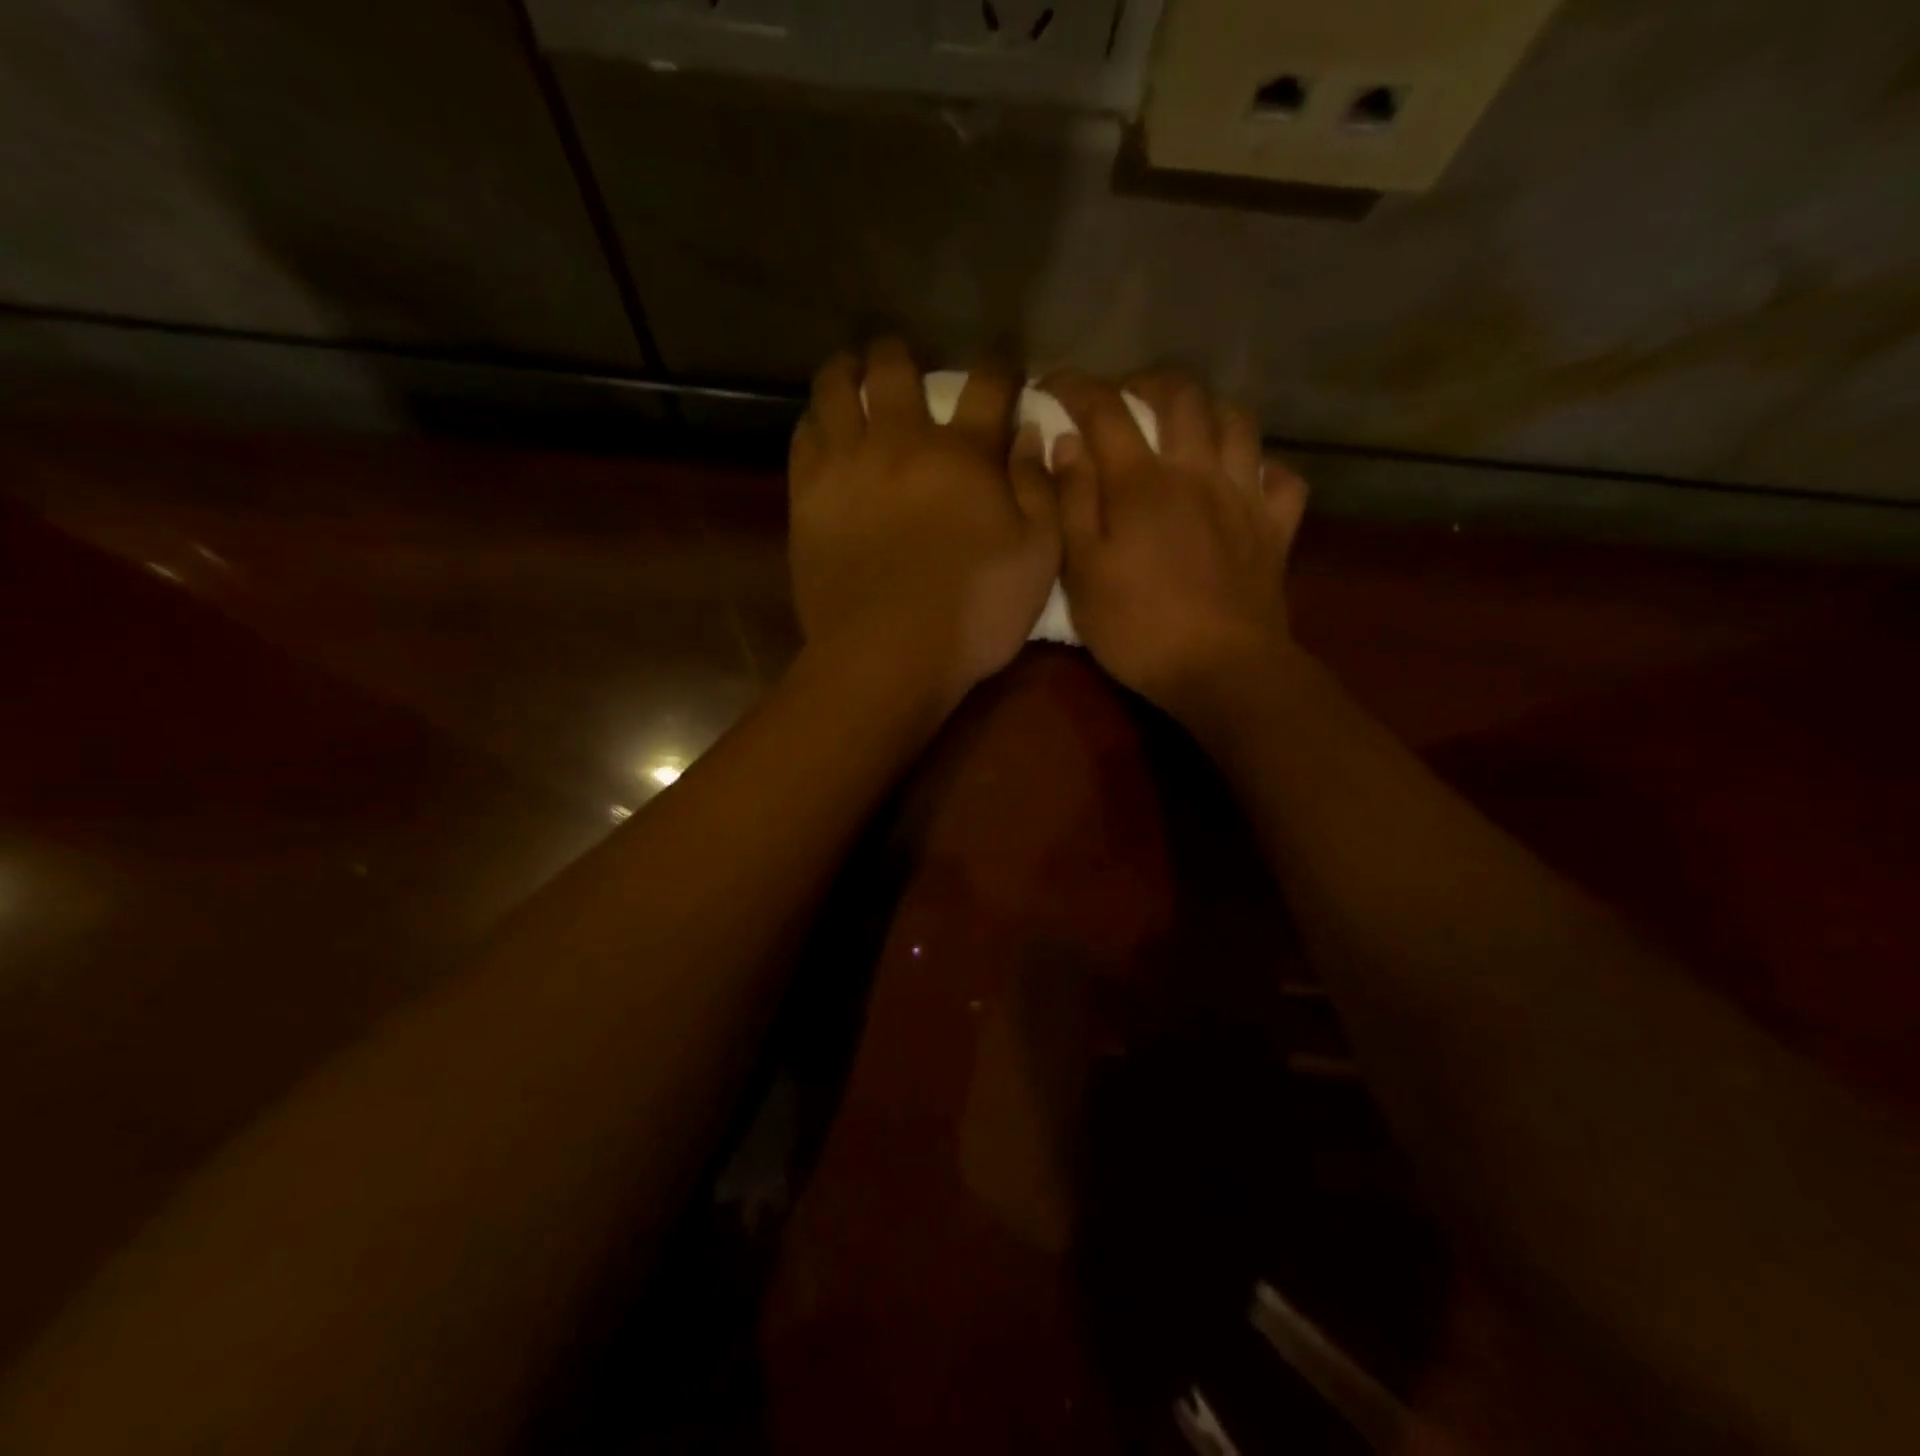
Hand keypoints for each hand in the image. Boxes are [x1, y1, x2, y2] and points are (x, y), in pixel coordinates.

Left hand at [788, 339, 1060, 701]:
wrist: (888, 654)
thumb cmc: (973, 612)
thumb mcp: (1038, 558)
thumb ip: (1039, 491)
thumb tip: (1031, 436)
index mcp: (964, 455)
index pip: (988, 387)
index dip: (999, 369)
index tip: (1003, 367)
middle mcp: (901, 442)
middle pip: (895, 370)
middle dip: (901, 354)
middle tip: (901, 357)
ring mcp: (847, 466)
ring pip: (835, 391)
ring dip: (844, 372)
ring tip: (848, 372)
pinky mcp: (807, 498)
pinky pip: (803, 438)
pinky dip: (813, 421)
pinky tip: (818, 425)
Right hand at [1041, 370, 1307, 716]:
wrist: (1220, 670)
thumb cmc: (1137, 627)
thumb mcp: (1082, 571)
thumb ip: (1072, 502)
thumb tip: (1066, 443)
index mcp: (1142, 483)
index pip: (1105, 410)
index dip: (1075, 387)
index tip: (1052, 385)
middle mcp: (1197, 472)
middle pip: (1182, 397)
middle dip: (1148, 383)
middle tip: (1126, 397)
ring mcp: (1244, 497)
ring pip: (1238, 423)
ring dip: (1209, 410)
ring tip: (1188, 425)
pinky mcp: (1275, 529)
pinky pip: (1281, 478)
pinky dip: (1263, 468)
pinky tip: (1246, 479)